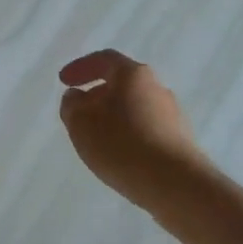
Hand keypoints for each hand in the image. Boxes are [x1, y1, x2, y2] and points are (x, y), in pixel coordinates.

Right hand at [58, 50, 206, 208]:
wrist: (174, 183)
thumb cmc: (121, 144)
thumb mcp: (82, 123)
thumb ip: (72, 105)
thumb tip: (77, 96)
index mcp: (133, 75)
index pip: (104, 60)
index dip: (81, 67)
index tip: (64, 81)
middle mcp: (157, 87)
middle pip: (122, 83)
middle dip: (97, 95)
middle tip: (78, 113)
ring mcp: (172, 114)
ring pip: (134, 107)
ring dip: (113, 117)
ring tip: (96, 138)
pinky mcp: (178, 140)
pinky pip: (146, 129)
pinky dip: (128, 134)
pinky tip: (119, 154)